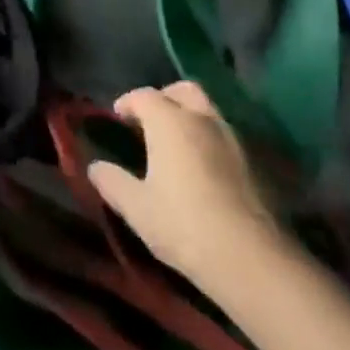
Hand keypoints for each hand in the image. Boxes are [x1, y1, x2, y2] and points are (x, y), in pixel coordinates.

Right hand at [87, 82, 285, 283]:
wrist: (252, 259)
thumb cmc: (183, 225)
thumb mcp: (136, 207)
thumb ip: (112, 182)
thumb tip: (95, 167)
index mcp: (170, 121)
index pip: (144, 96)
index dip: (127, 103)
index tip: (117, 118)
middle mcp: (203, 119)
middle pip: (184, 90)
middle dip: (165, 97)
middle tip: (150, 120)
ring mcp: (234, 139)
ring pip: (208, 111)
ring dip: (190, 118)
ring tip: (176, 146)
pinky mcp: (255, 163)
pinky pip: (225, 137)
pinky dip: (209, 141)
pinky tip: (202, 169)